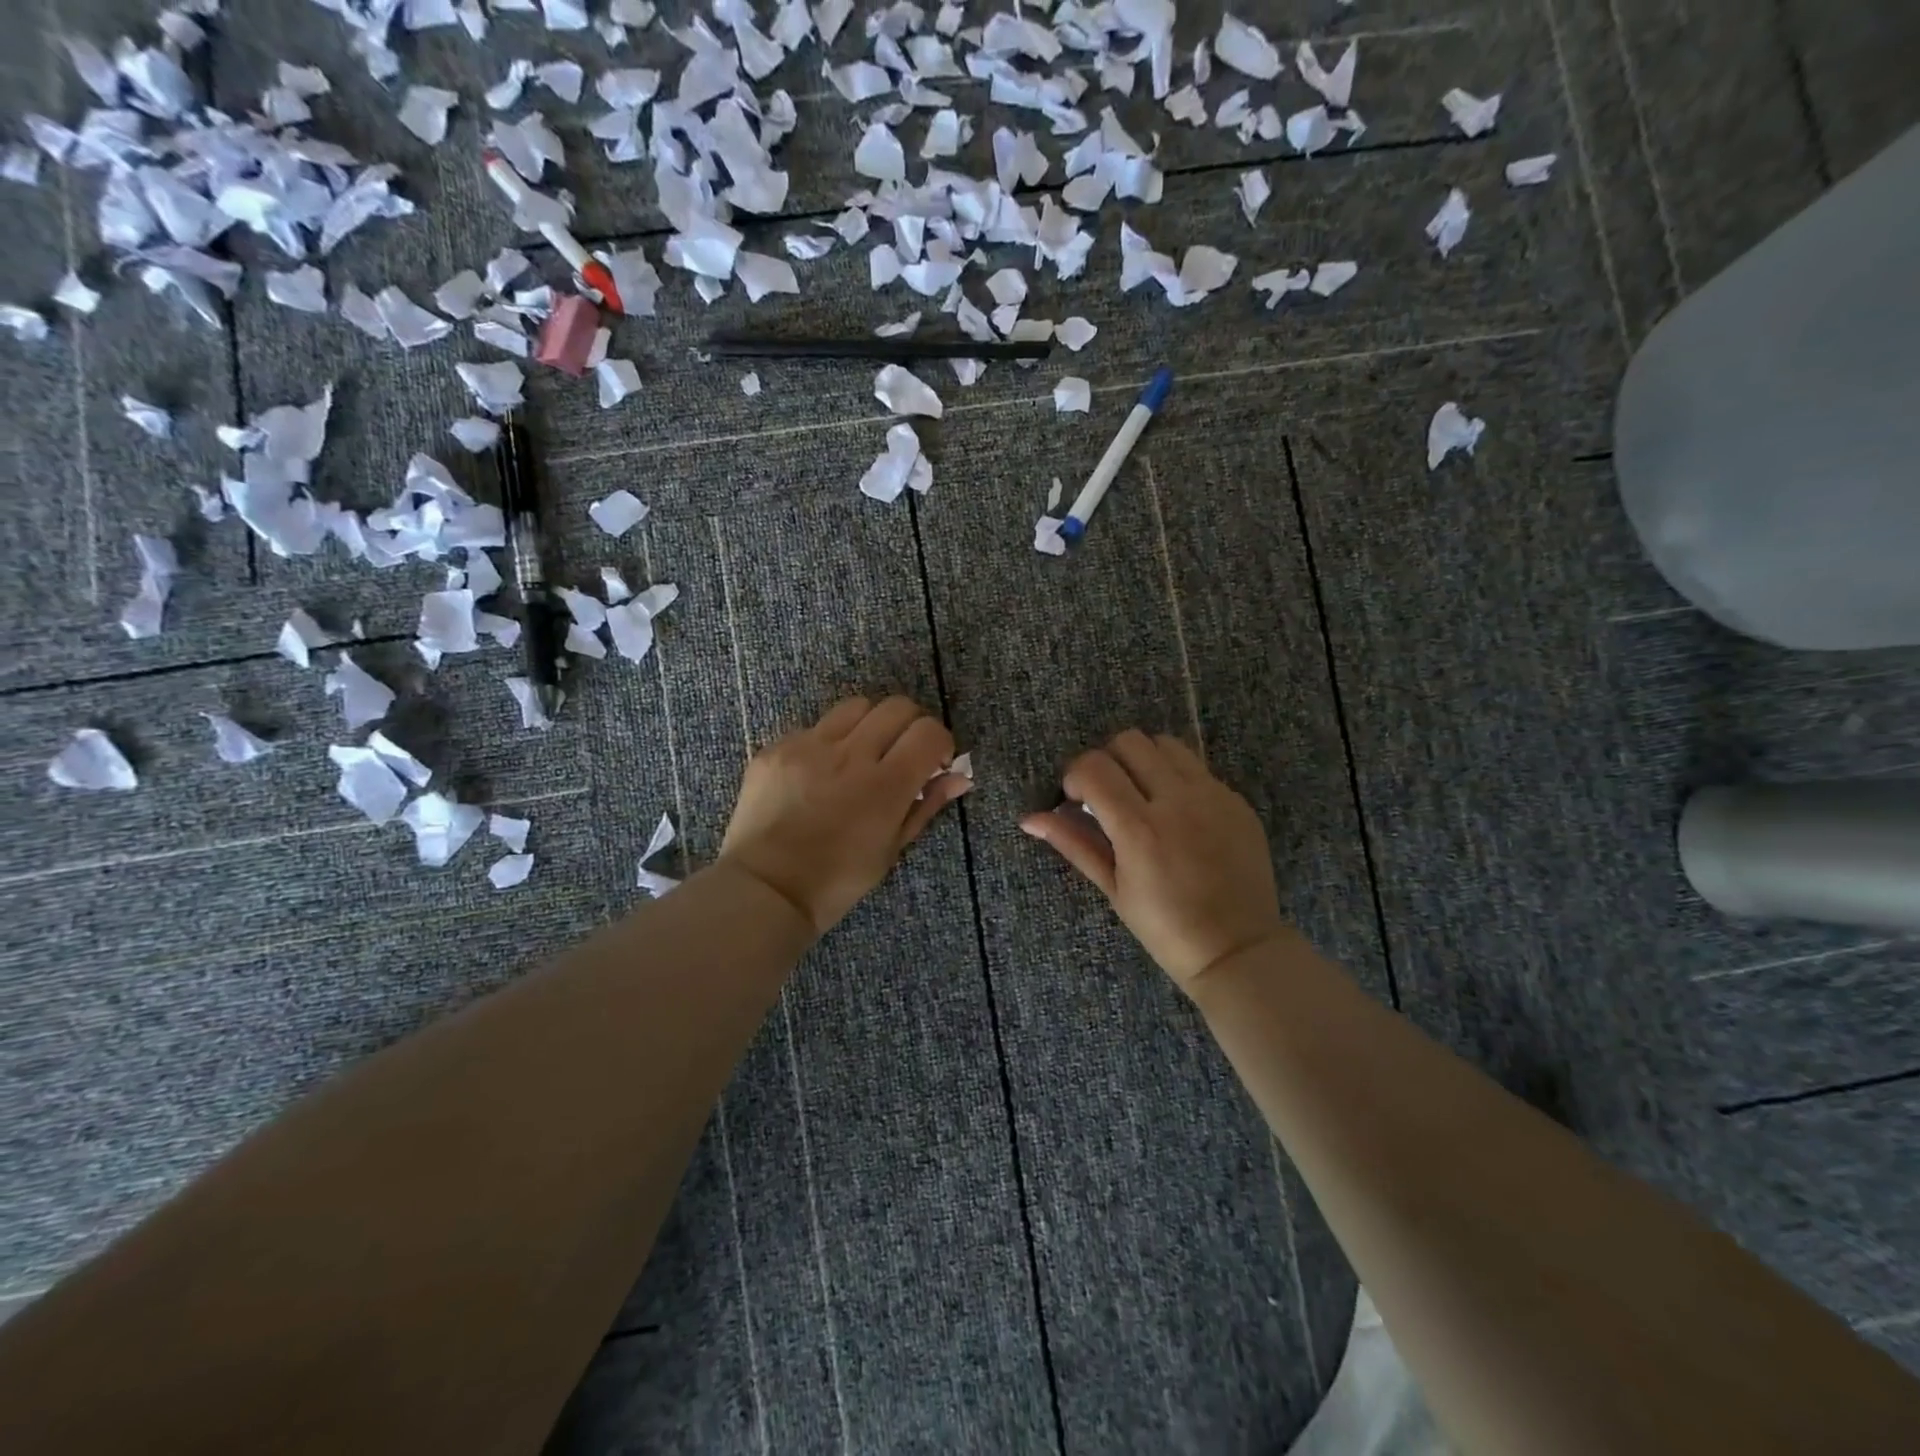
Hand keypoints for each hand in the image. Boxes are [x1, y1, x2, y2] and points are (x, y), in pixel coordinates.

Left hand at [720, 696, 970, 935]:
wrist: (766, 889)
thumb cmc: (838, 880)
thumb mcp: (891, 849)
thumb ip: (926, 805)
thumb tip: (959, 777)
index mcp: (885, 785)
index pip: (928, 731)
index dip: (940, 742)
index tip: (933, 762)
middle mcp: (849, 754)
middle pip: (897, 706)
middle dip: (910, 725)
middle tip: (902, 753)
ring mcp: (808, 746)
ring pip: (855, 706)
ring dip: (870, 724)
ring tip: (861, 754)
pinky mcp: (776, 748)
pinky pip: (813, 727)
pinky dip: (827, 742)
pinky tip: (819, 773)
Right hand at [1021, 731, 1287, 990]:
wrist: (1237, 948)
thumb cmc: (1165, 927)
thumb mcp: (1113, 887)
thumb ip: (1073, 843)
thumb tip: (1030, 818)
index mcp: (1139, 827)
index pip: (1093, 767)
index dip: (1074, 776)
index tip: (1077, 800)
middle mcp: (1177, 800)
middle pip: (1129, 741)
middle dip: (1107, 761)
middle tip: (1108, 794)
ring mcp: (1213, 796)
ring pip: (1165, 744)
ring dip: (1143, 760)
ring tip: (1142, 794)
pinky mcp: (1236, 800)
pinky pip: (1198, 768)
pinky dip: (1176, 777)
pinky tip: (1178, 813)